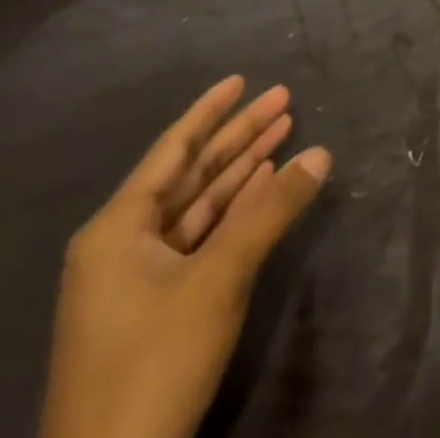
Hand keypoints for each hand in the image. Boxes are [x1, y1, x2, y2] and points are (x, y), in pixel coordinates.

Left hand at [38, 77, 331, 437]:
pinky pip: (198, 238)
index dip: (210, 112)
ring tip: (285, 134)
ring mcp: (134, 280)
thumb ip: (271, 210)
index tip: (242, 78)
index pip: (172, 150)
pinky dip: (233, 212)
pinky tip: (265, 189)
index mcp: (117, 229)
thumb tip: (322, 153)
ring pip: (197, 205)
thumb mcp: (218, 278)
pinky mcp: (153, 308)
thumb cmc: (153, 360)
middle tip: (284, 100)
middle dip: (238, 137)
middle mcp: (121, 245)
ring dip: (241, 172)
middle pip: (189, 173)